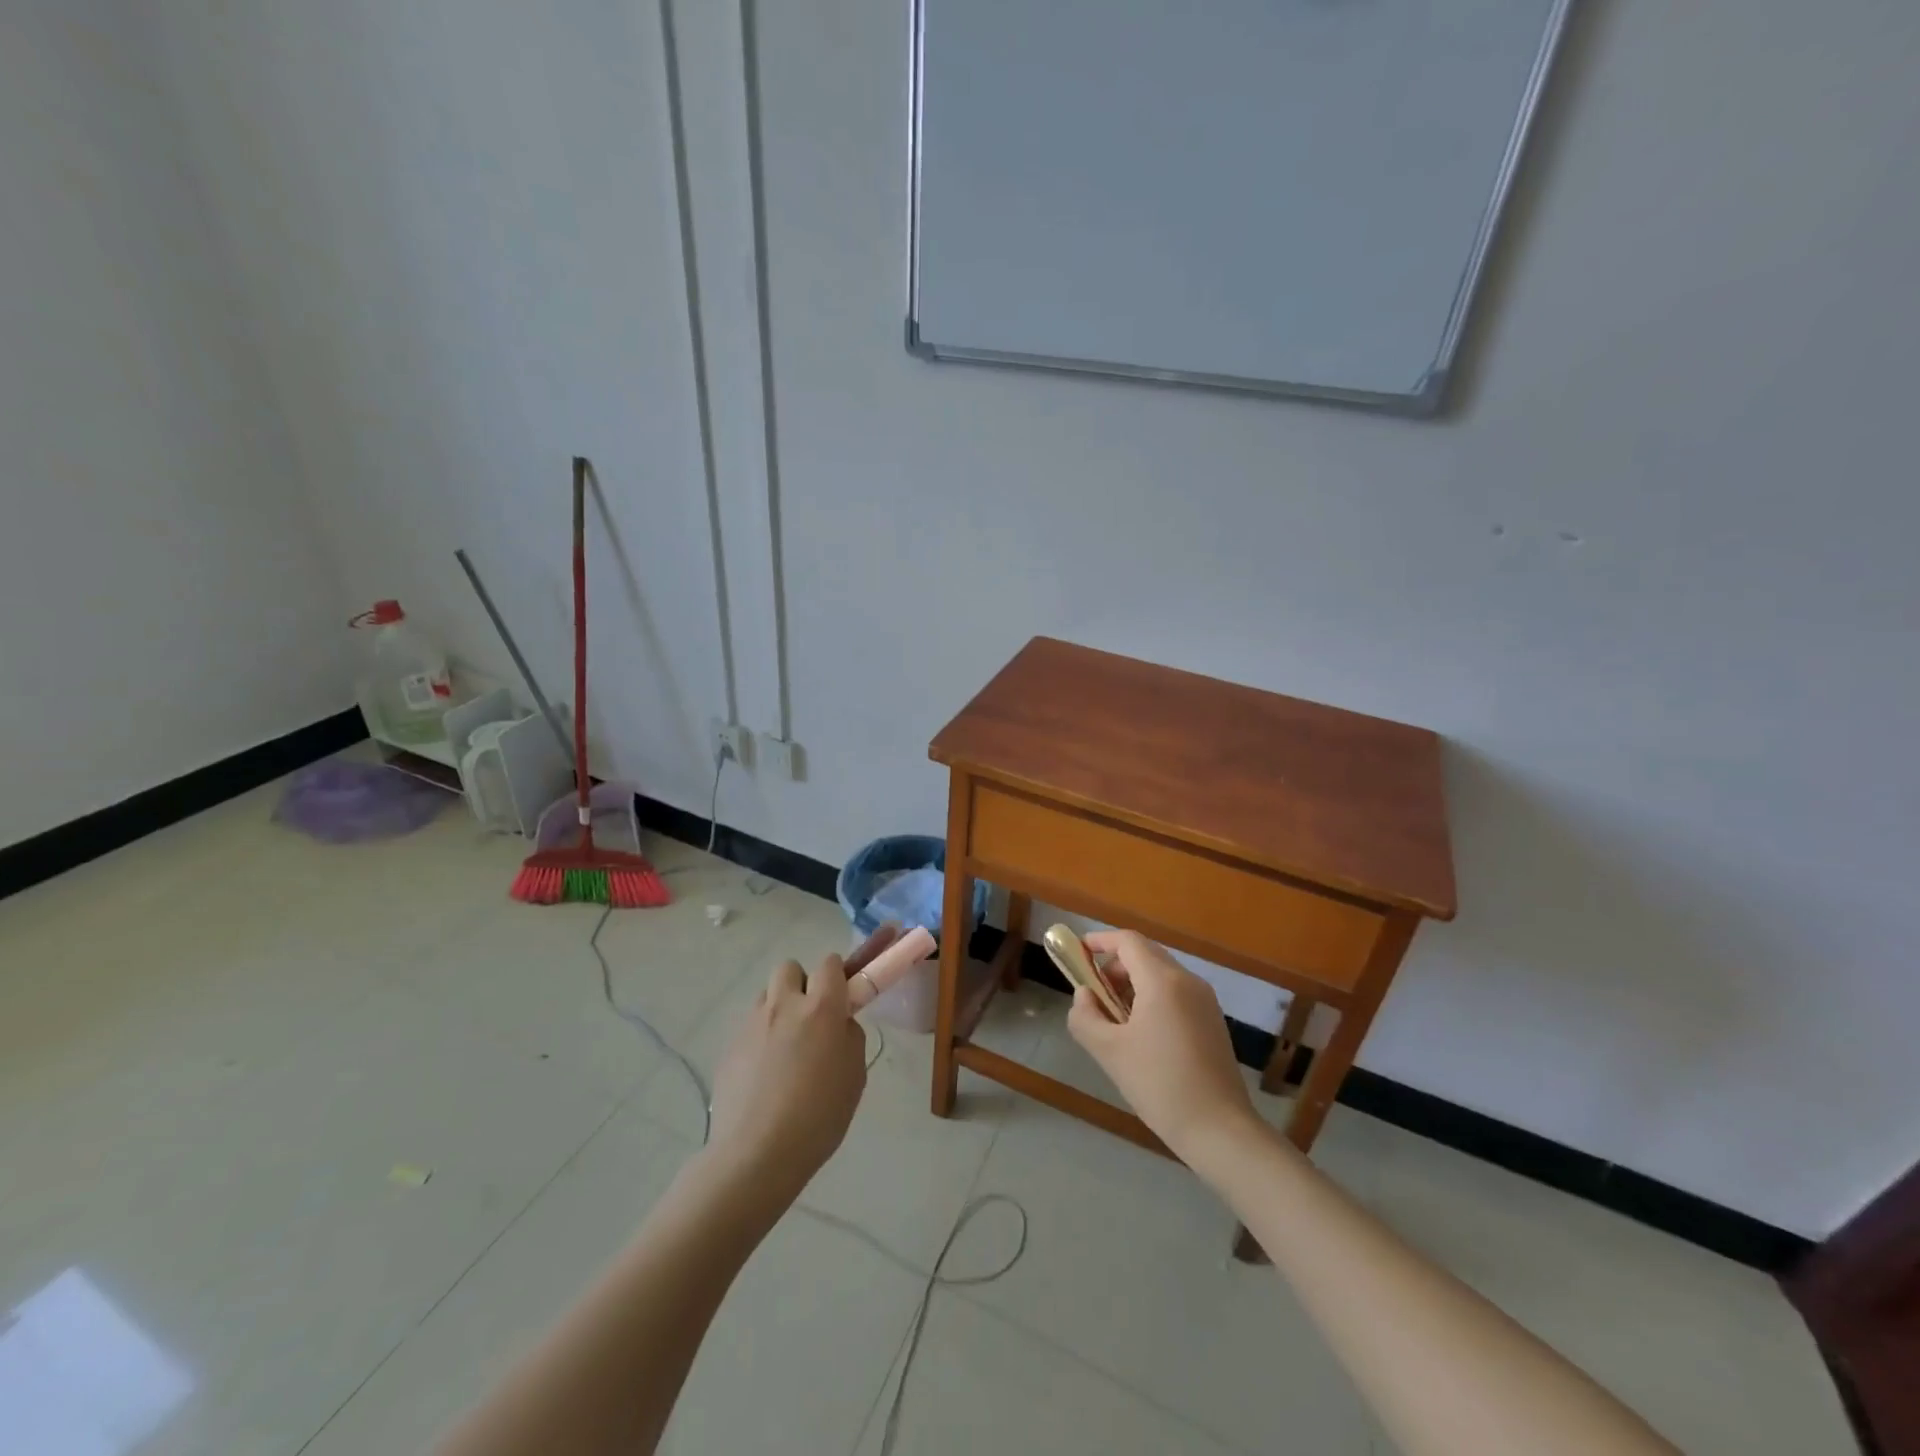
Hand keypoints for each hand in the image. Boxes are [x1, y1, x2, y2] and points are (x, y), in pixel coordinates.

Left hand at [707, 954, 867, 1204]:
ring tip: (784, 1049)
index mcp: (821, 1008)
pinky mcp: (729, 1047)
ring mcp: (751, 1024)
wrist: (757, 1153)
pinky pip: (749, 1027)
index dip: (837, 976)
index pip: (830, 963)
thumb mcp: (855, 1076)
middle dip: (801, 984)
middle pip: (789, 968)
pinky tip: (763, 1075)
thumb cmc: (818, 1116)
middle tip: (810, 1019)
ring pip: (766, 996)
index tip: (841, 999)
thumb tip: (838, 1024)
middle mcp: (783, 1005)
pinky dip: (759, 1039)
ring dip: (778, 1010)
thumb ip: (849, 1037)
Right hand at [1067, 931, 1258, 1164]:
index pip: (1128, 941)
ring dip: (1133, 985)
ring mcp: (1205, 1001)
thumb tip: (1084, 995)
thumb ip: (1085, 1016)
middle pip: (1145, 954)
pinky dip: (1153, 999)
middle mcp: (1188, 981)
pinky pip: (1176, 994)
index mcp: (1163, 981)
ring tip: (1116, 1021)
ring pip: (1162, 975)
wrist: (1219, 1130)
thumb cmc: (1159, 1085)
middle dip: (1115, 967)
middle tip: (1095, 996)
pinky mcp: (1213, 1021)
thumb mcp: (1109, 1052)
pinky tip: (1143, 1036)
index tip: (1078, 953)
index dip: (1100, 941)